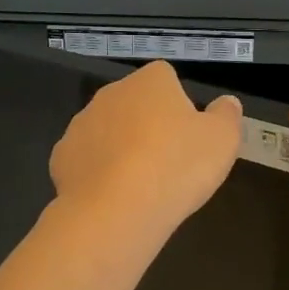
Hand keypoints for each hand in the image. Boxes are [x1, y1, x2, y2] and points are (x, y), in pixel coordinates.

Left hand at [49, 61, 242, 237]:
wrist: (117, 211)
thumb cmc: (177, 167)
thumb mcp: (223, 141)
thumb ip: (227, 116)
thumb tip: (226, 103)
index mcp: (150, 82)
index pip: (166, 78)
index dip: (179, 105)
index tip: (189, 135)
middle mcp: (111, 93)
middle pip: (135, 104)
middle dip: (148, 126)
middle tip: (168, 162)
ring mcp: (81, 124)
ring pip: (108, 131)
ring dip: (121, 148)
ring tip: (141, 185)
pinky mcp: (61, 157)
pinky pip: (87, 159)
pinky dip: (98, 173)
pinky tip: (113, 196)